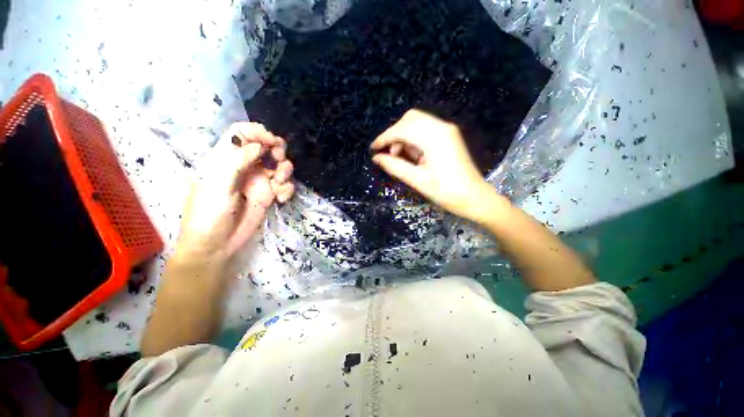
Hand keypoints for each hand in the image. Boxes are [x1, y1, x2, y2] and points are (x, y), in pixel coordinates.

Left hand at [177, 122, 294, 265]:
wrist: (217, 245)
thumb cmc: (208, 214)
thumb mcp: (217, 185)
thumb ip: (236, 162)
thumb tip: (258, 145)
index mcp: (224, 159)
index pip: (241, 133)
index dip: (257, 132)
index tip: (271, 142)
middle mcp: (244, 166)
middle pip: (265, 146)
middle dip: (277, 150)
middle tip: (278, 161)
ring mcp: (258, 181)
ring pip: (279, 164)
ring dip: (284, 171)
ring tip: (278, 185)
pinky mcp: (269, 195)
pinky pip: (285, 185)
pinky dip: (287, 189)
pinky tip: (281, 199)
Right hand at [370, 109, 500, 222]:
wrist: (474, 198)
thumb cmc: (446, 192)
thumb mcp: (417, 180)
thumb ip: (394, 166)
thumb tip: (376, 158)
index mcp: (434, 138)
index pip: (402, 129)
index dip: (384, 138)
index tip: (373, 149)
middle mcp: (441, 127)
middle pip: (410, 119)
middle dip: (394, 134)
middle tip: (389, 154)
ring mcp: (447, 130)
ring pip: (417, 123)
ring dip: (404, 137)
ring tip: (400, 158)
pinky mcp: (449, 136)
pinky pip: (425, 130)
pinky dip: (414, 140)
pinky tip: (412, 156)